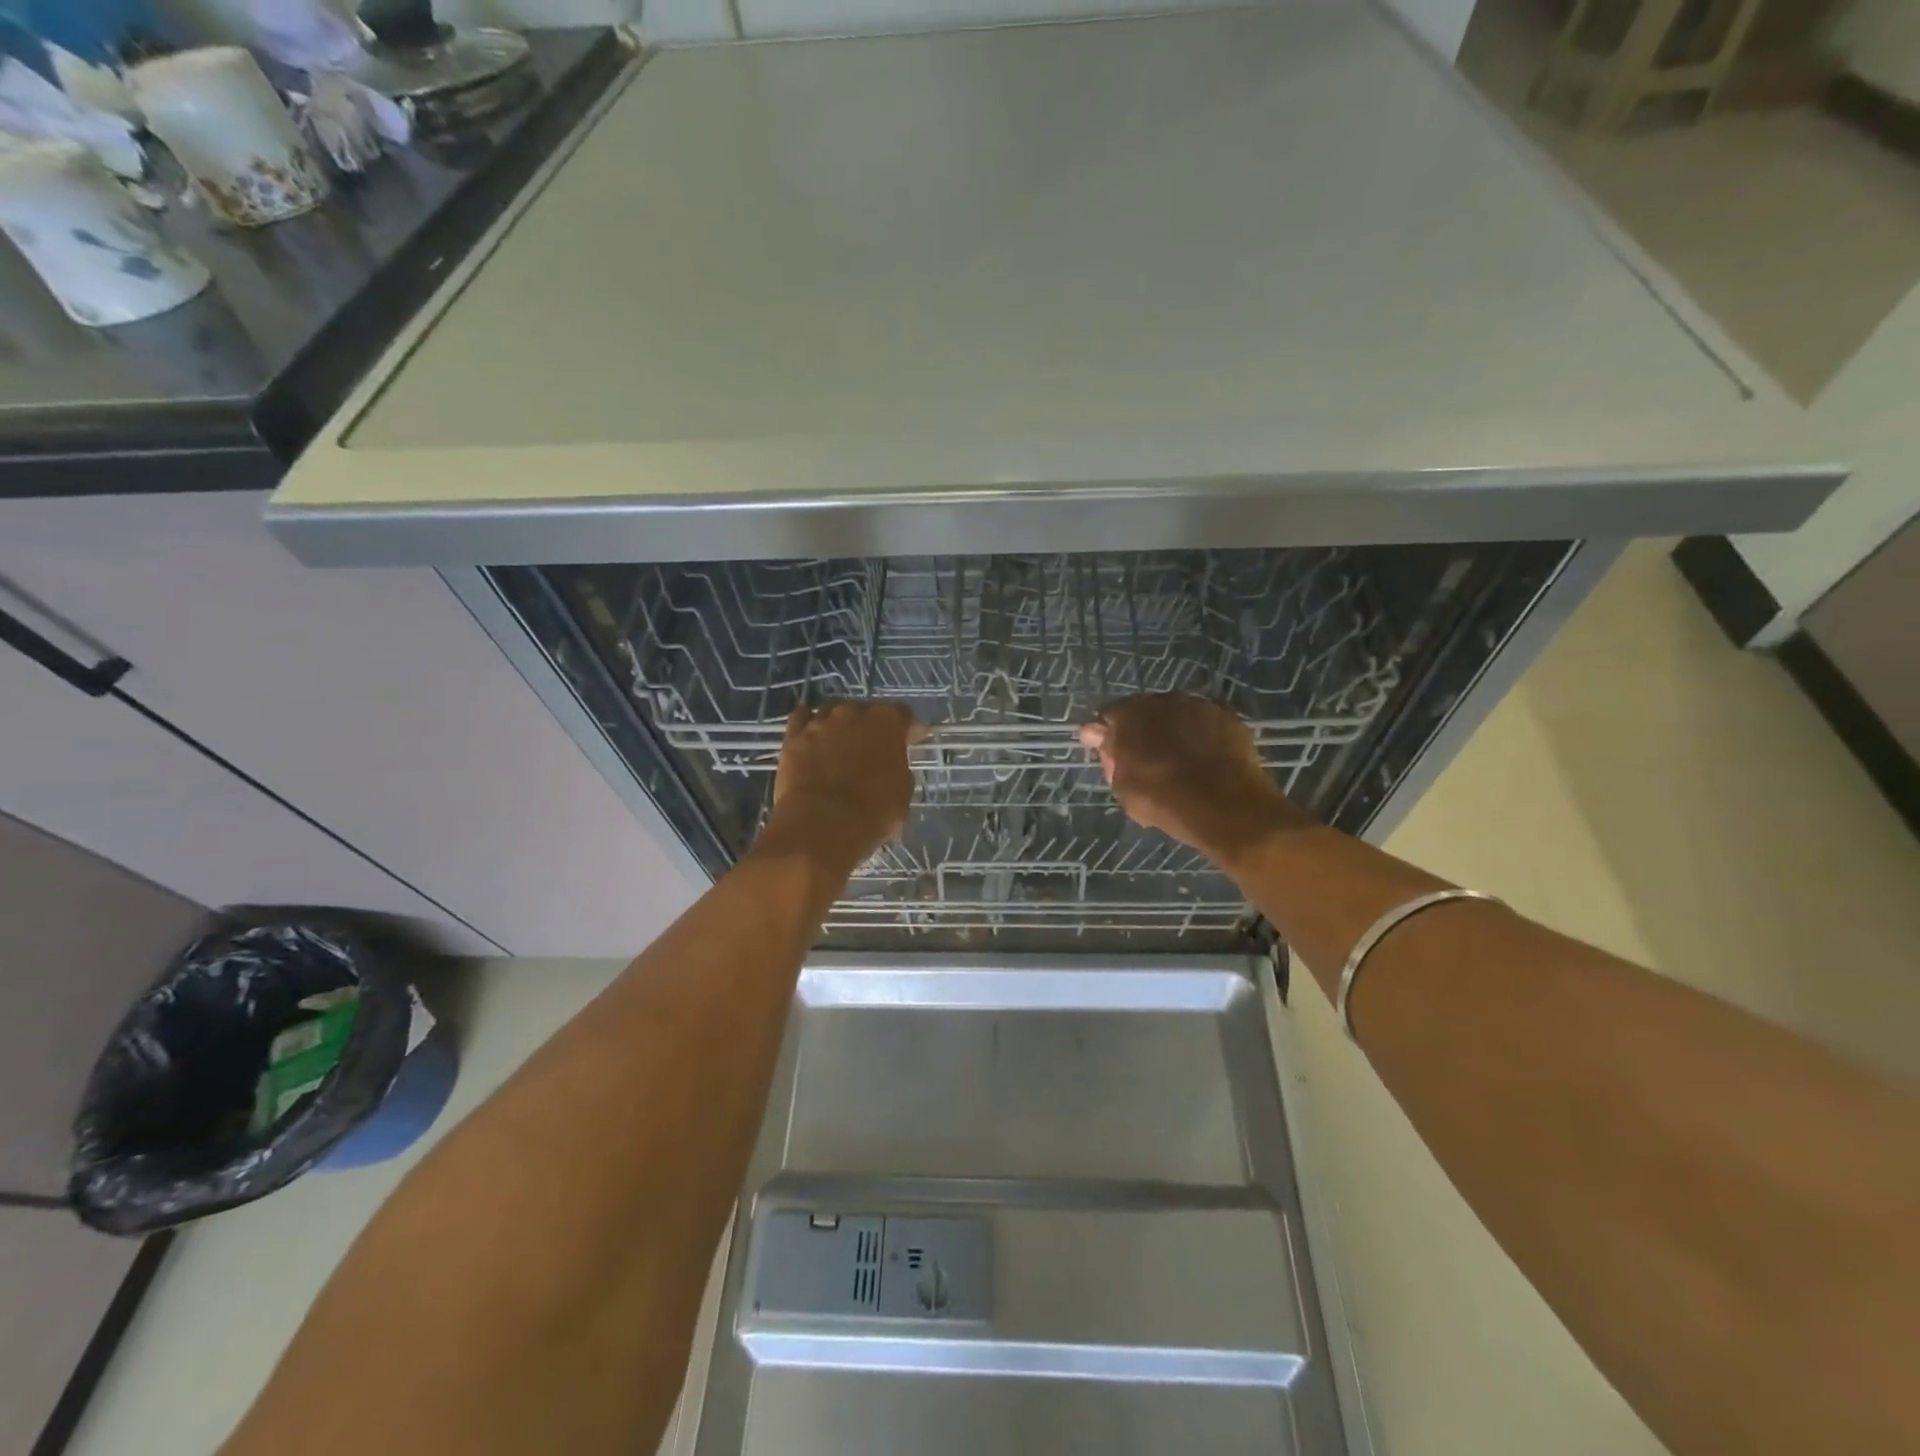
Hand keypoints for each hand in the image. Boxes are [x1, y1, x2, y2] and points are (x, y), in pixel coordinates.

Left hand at [760, 700, 925, 872]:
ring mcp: (821, 722)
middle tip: (874, 747)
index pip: (903, 715)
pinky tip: (811, 732)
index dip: (908, 729)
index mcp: (888, 722)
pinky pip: (801, 718)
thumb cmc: (872, 812)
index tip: (911, 741)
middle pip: (866, 710)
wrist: (821, 825)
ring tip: (841, 742)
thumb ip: (899, 768)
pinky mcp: (793, 736)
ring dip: (840, 724)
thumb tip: (893, 764)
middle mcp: (854, 712)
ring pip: (833, 711)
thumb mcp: (902, 792)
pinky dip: (808, 723)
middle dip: (872, 726)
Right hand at [1079, 694, 1309, 863]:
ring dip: (1174, 731)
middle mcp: (1162, 701)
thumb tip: (1094, 733)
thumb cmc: (1160, 798)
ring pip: (1178, 715)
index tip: (1109, 754)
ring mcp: (1198, 705)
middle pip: (1145, 712)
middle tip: (1144, 759)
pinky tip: (1205, 758)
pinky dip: (1202, 736)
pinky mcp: (1228, 717)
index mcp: (1129, 715)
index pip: (1109, 717)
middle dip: (1142, 731)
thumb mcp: (1122, 784)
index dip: (1106, 735)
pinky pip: (1207, 724)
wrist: (1221, 804)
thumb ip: (1109, 754)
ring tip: (1179, 759)